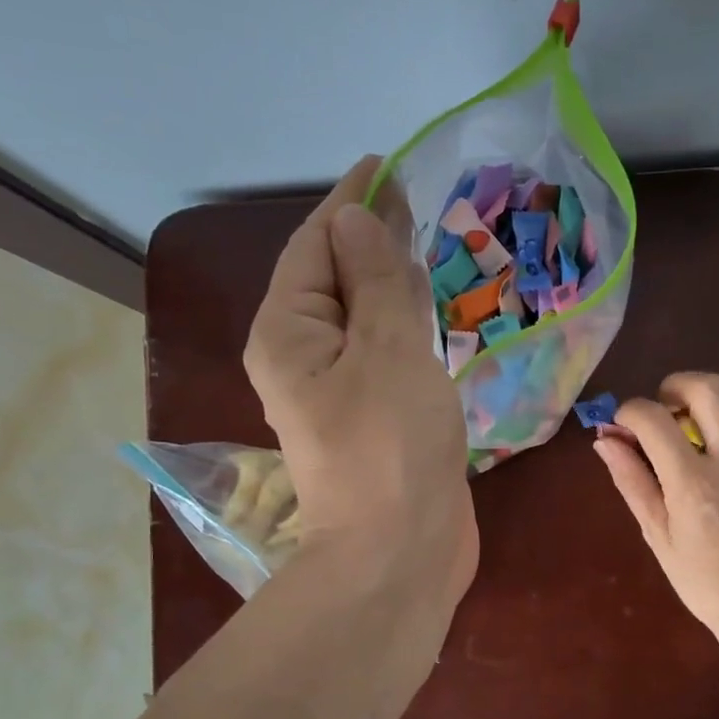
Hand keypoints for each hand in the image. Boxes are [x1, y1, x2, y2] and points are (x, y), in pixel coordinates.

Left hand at [243, 157, 475, 608]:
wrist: (401, 554)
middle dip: (370, 238)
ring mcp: (339, 391)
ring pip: (363, 317)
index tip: (386, 164)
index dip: (350, 203)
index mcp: (289, 333)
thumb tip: (354, 219)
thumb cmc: (392, 446)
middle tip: (414, 198)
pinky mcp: (373, 417)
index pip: (315, 246)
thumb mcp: (387, 348)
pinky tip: (429, 309)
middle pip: (335, 279)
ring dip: (390, 280)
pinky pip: (385, 352)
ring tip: (424, 242)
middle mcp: (303, 357)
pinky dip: (405, 324)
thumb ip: (374, 278)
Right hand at [594, 372, 718, 637]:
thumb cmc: (701, 577)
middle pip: (707, 389)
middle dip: (676, 385)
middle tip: (665, 407)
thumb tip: (605, 439)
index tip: (625, 425)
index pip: (654, 419)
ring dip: (717, 388)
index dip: (630, 412)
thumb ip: (631, 480)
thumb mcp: (655, 534)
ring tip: (701, 409)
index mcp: (692, 483)